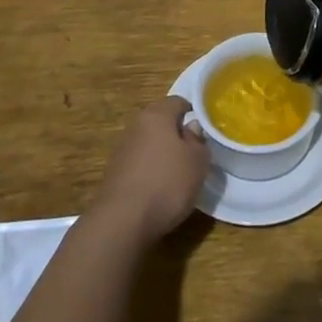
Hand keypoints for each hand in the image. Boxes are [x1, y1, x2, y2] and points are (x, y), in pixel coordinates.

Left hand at [92, 96, 207, 244]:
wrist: (123, 220)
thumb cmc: (167, 183)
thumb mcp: (197, 161)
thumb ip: (198, 141)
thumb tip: (191, 128)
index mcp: (156, 115)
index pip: (178, 102)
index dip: (194, 112)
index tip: (206, 129)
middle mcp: (136, 126)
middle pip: (161, 122)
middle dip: (178, 134)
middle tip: (195, 152)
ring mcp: (122, 150)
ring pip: (150, 144)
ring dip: (164, 154)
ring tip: (180, 174)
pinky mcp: (115, 173)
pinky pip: (140, 164)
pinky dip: (151, 171)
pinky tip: (161, 189)